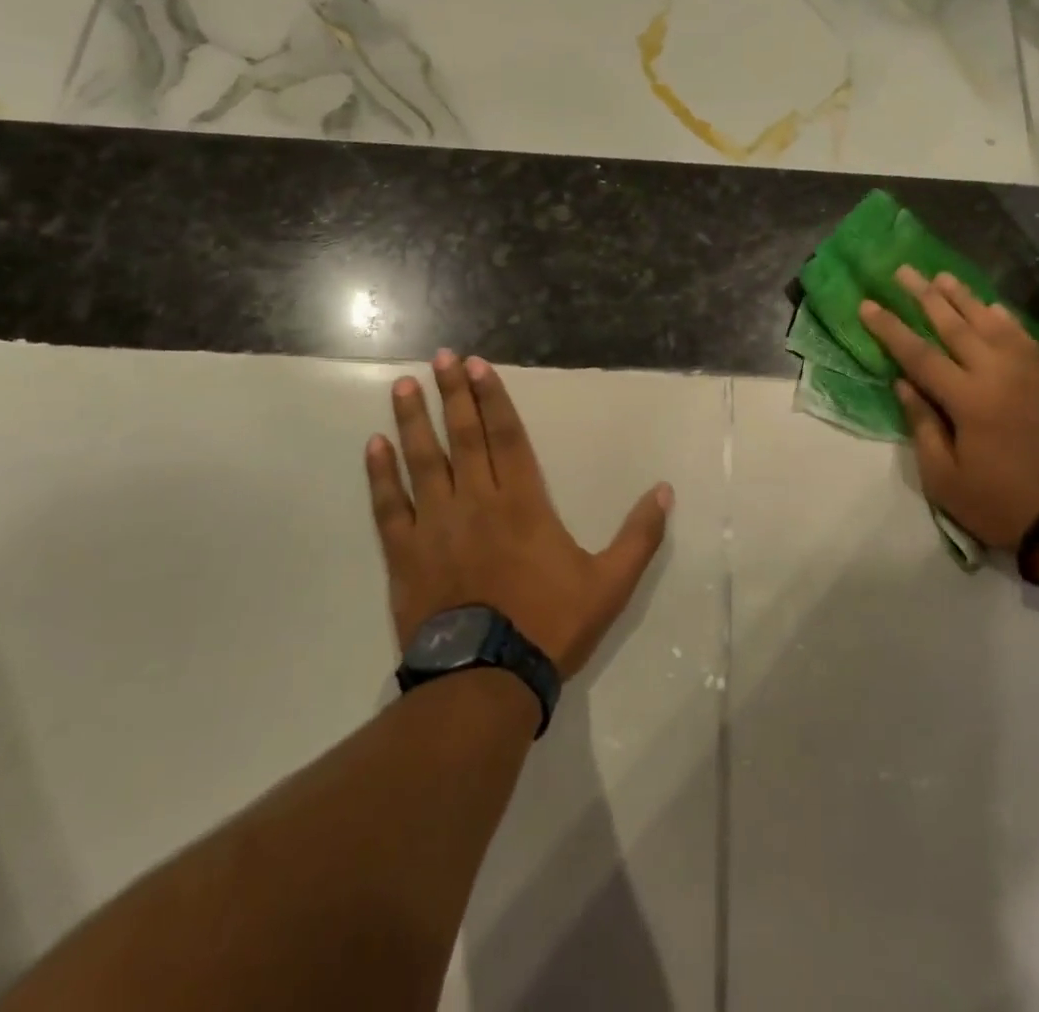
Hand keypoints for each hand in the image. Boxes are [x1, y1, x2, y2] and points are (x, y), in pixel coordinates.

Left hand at [365, 350, 672, 677]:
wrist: (486, 682)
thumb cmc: (550, 626)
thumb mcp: (610, 583)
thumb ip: (638, 535)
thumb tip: (664, 491)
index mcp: (524, 504)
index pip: (507, 436)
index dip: (493, 398)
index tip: (477, 366)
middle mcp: (477, 502)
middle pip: (464, 437)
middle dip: (453, 394)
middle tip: (440, 356)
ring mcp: (436, 526)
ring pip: (423, 462)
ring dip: (413, 421)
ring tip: (403, 385)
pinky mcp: (406, 555)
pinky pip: (389, 507)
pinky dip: (381, 476)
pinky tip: (374, 447)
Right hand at [859, 268, 1038, 554]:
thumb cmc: (998, 503)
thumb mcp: (944, 477)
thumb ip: (922, 424)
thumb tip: (903, 383)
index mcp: (968, 400)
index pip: (918, 354)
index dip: (890, 328)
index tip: (867, 303)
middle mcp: (999, 374)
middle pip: (955, 325)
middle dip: (925, 296)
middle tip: (904, 271)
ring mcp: (1032, 373)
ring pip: (992, 323)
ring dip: (965, 298)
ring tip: (942, 276)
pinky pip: (1025, 338)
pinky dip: (1006, 319)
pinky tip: (994, 307)